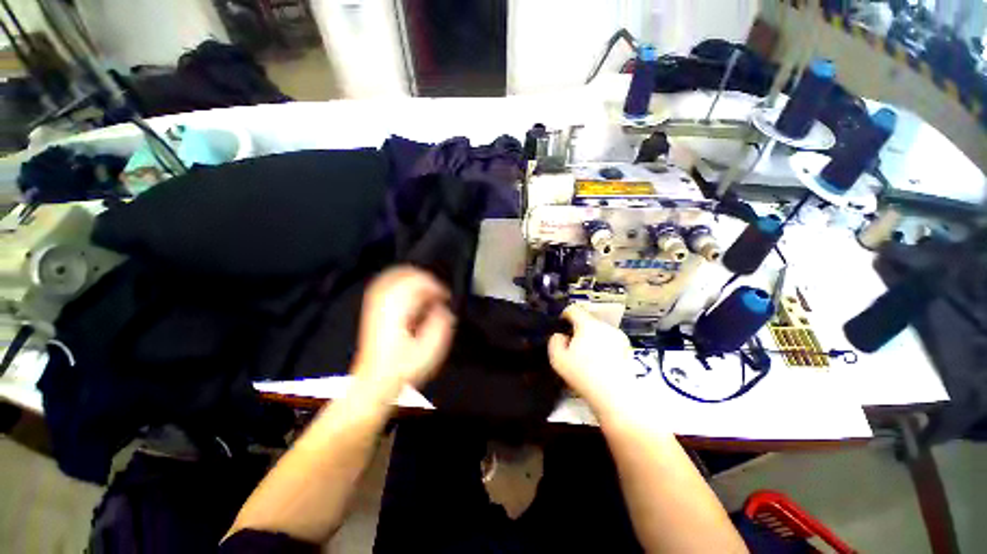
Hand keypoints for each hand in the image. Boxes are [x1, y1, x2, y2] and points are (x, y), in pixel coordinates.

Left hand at [352, 266, 454, 393]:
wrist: (374, 382)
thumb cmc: (402, 368)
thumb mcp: (431, 349)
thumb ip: (442, 323)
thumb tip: (443, 307)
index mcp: (398, 309)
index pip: (419, 282)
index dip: (436, 286)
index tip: (445, 297)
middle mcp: (384, 302)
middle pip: (405, 274)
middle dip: (425, 279)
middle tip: (437, 292)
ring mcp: (375, 305)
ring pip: (394, 276)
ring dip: (413, 279)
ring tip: (426, 289)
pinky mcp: (373, 310)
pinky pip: (386, 284)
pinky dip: (401, 284)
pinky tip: (409, 292)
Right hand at [548, 305, 639, 416]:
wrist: (616, 396)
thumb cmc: (583, 375)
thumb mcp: (558, 359)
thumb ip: (554, 342)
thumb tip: (560, 335)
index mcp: (587, 325)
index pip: (573, 309)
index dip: (564, 315)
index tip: (561, 326)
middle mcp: (605, 326)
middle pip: (587, 320)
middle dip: (579, 329)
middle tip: (572, 346)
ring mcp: (618, 337)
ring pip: (599, 331)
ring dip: (591, 338)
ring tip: (587, 356)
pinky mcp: (627, 349)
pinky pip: (610, 341)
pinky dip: (603, 346)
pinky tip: (600, 363)